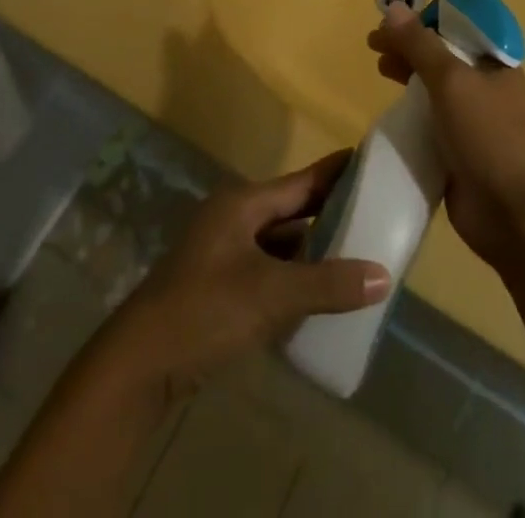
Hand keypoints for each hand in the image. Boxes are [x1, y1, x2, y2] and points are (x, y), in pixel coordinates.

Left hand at [100, 152, 390, 397]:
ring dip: (314, 250)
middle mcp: (234, 219)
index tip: (369, 160)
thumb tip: (383, 276)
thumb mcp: (271, 294)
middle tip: (376, 212)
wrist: (140, 364)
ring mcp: (225, 253)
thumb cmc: (205, 310)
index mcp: (243, 203)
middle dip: (330, 213)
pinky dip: (295, 277)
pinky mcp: (221, 287)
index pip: (301, 181)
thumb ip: (327, 284)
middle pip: (292, 210)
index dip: (335, 172)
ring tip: (358, 253)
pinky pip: (270, 271)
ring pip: (281, 243)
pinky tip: (321, 293)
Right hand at [368, 0, 524, 268]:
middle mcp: (485, 86)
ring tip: (379, 68)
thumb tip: (394, 7)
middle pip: (442, 54)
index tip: (392, 15)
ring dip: (407, 73)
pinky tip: (390, 109)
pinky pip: (429, 121)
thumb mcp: (452, 80)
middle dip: (409, 44)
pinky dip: (409, 110)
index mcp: (494, 62)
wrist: (515, 213)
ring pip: (433, 86)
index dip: (425, 16)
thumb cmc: (489, 134)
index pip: (458, 25)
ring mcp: (472, 120)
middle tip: (374, 43)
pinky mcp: (458, 151)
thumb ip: (420, 45)